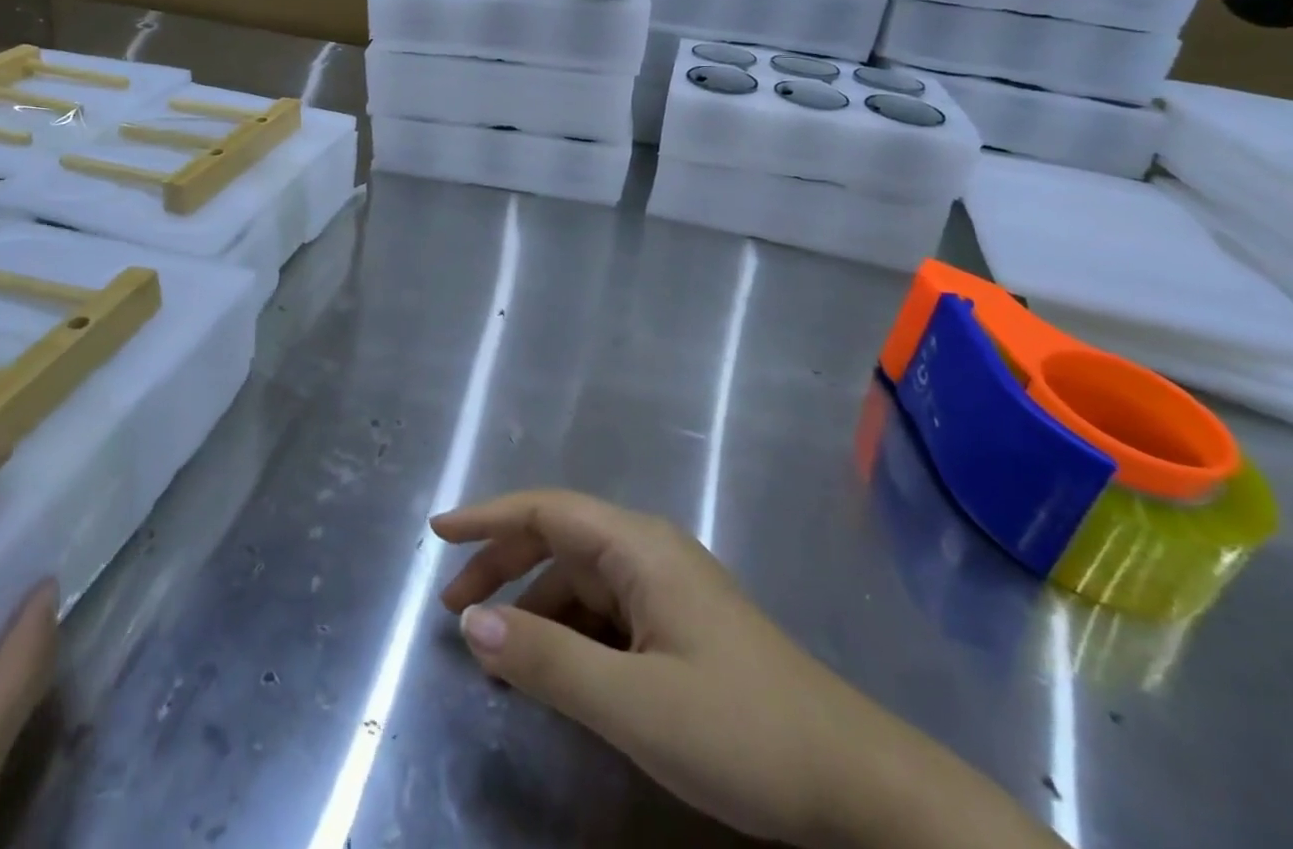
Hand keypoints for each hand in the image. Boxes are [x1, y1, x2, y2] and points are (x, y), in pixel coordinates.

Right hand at [433, 491, 1058, 848]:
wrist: (855, 781)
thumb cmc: (742, 730)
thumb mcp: (634, 702)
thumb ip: (549, 659)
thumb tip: (474, 623)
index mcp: (639, 546)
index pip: (547, 510)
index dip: (489, 517)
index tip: (437, 532)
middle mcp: (649, 552)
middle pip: (560, 539)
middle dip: (503, 563)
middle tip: (453, 609)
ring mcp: (667, 588)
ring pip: (582, 578)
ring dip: (533, 603)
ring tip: (493, 649)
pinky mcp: (679, 625)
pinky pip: (605, 611)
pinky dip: (567, 630)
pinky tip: (551, 666)